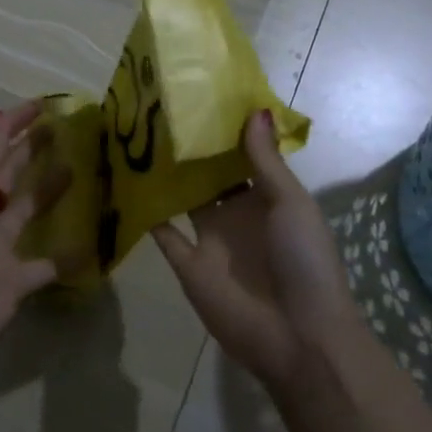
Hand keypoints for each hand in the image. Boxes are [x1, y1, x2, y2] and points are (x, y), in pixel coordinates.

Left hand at [0, 100, 70, 351]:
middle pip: (9, 173)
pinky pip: (47, 263)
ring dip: (50, 191)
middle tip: (64, 130)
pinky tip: (91, 240)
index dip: (12, 124)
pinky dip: (67, 255)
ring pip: (28, 210)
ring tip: (78, 168)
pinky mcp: (17, 278)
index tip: (42, 105)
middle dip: (32, 150)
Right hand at [151, 110, 366, 394]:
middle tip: (161, 110)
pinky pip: (163, 234)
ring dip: (167, 176)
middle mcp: (236, 214)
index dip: (224, 132)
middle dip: (191, 149)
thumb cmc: (303, 259)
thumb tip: (254, 109)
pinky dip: (148, 214)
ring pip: (184, 199)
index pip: (242, 157)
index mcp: (266, 198)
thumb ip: (265, 159)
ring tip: (138, 138)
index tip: (201, 96)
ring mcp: (210, 240)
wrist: (298, 335)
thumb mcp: (290, 202)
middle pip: (209, 176)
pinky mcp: (188, 265)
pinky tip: (128, 184)